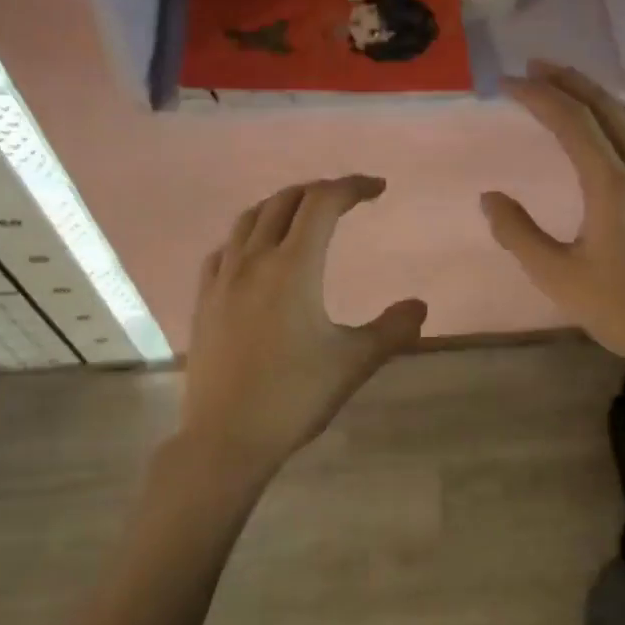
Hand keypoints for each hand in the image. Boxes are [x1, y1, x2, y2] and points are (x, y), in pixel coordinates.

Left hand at [175, 176, 427, 490]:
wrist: (226, 437)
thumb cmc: (294, 396)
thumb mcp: (354, 363)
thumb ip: (392, 329)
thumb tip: (420, 306)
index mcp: (293, 267)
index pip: (323, 203)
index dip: (352, 187)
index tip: (378, 189)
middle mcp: (254, 260)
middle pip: (285, 201)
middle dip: (319, 191)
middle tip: (346, 201)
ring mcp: (223, 279)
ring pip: (249, 219)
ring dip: (281, 206)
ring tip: (303, 216)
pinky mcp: (204, 300)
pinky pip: (224, 249)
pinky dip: (247, 236)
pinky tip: (254, 253)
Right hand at [482, 63, 624, 385]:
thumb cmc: (620, 309)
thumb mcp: (557, 277)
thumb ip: (519, 233)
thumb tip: (490, 198)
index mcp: (612, 185)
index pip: (572, 121)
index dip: (538, 96)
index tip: (506, 84)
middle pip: (605, 106)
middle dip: (568, 80)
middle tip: (532, 66)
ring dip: (593, 93)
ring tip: (562, 83)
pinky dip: (613, 114)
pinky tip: (600, 123)